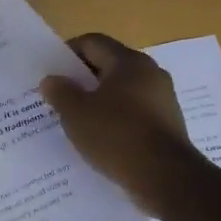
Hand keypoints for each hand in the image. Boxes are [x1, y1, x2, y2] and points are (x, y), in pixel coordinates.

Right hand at [40, 33, 193, 217]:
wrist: (166, 178)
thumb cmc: (117, 136)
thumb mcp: (77, 114)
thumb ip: (60, 93)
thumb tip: (51, 80)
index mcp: (129, 62)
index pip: (93, 42)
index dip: (68, 53)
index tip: (51, 72)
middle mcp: (151, 73)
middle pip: (109, 66)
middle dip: (83, 80)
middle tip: (60, 98)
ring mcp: (163, 100)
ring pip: (123, 92)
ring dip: (100, 103)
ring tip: (77, 122)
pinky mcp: (168, 125)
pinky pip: (135, 115)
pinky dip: (117, 121)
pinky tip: (102, 140)